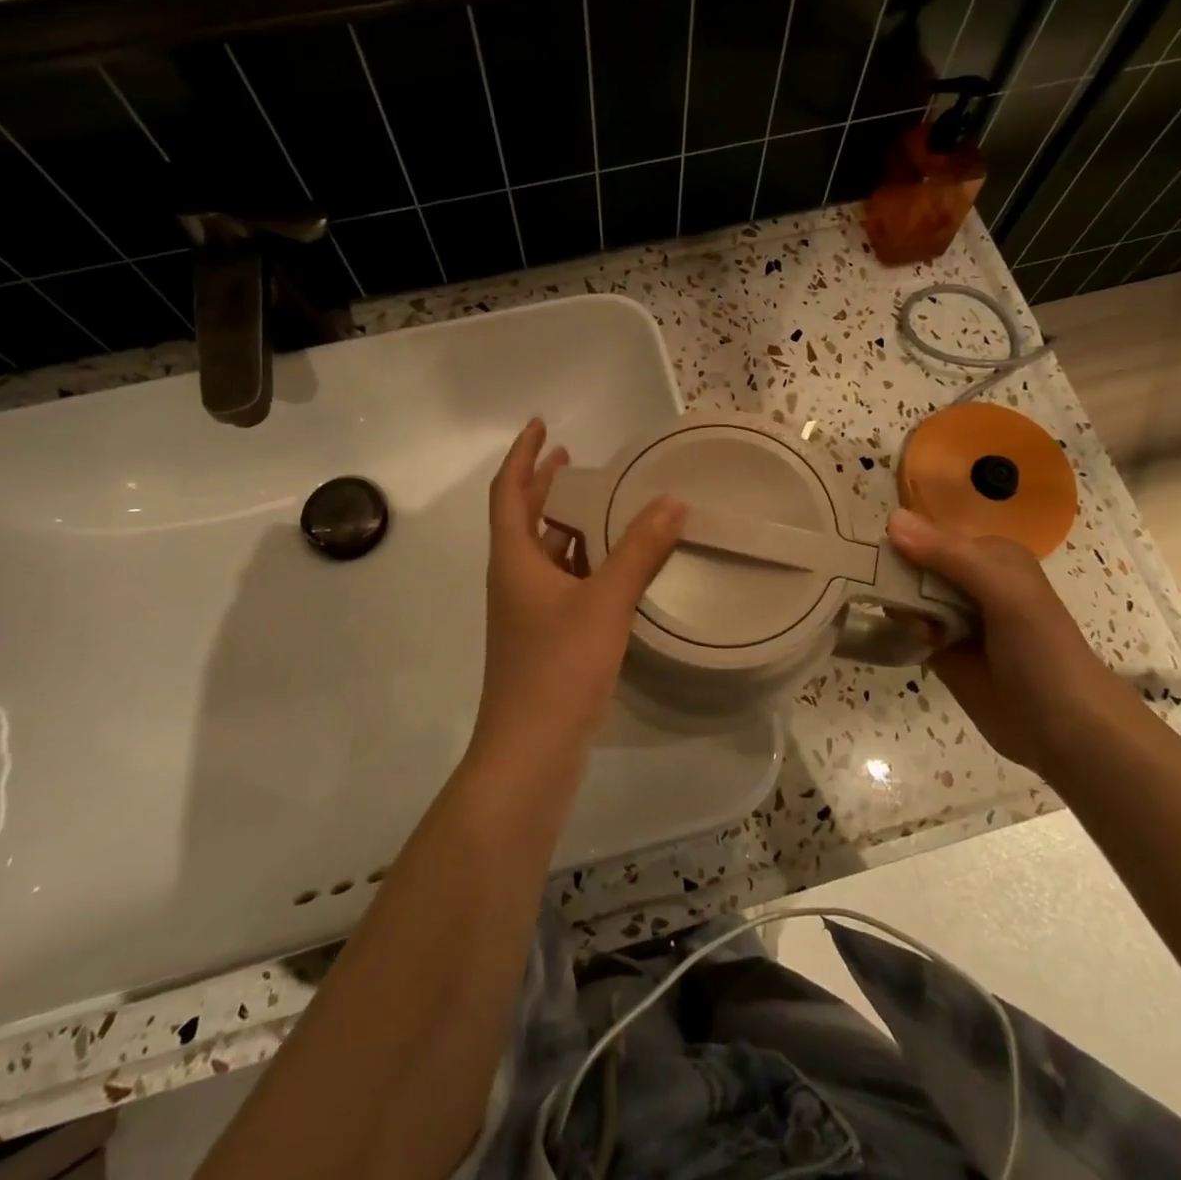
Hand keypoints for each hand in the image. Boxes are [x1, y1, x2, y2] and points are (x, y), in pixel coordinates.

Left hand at [471, 419, 684, 781]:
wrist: (529, 754)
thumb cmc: (557, 669)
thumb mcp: (603, 603)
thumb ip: (638, 550)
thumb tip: (671, 501)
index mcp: (514, 560)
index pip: (508, 491)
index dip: (522, 455)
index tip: (541, 424)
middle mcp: (514, 579)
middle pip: (524, 518)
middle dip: (546, 484)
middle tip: (576, 458)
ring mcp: (527, 612)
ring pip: (547, 553)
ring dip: (569, 525)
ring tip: (605, 503)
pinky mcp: (545, 638)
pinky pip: (564, 583)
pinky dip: (585, 563)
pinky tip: (616, 565)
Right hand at [886, 507, 1141, 777]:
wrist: (1068, 732)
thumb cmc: (1043, 652)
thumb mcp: (1004, 593)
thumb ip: (949, 555)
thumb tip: (890, 518)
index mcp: (990, 556)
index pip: (929, 535)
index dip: (904, 545)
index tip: (886, 564)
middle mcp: (970, 581)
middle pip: (912, 566)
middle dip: (900, 581)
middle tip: (911, 607)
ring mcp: (955, 617)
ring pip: (906, 597)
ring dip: (903, 610)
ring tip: (925, 634)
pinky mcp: (942, 651)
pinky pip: (907, 628)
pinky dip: (903, 632)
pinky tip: (920, 645)